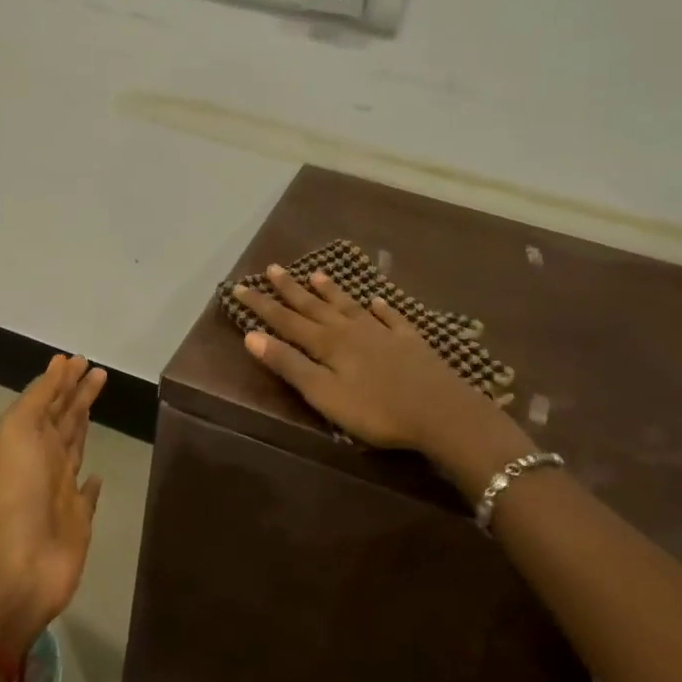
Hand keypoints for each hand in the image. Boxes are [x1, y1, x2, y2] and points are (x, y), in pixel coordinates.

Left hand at [0, 355, 106, 653]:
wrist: (18, 559)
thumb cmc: (17, 486)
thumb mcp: (18, 427)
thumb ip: (39, 397)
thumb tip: (58, 368)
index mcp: (26, 437)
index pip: (48, 400)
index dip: (61, 379)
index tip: (77, 359)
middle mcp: (43, 459)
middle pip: (63, 420)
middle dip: (77, 395)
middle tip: (98, 372)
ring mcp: (60, 491)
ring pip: (74, 449)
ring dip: (83, 426)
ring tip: (96, 406)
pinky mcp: (77, 521)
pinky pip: (86, 496)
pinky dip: (92, 484)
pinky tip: (99, 476)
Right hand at [233, 265, 507, 456]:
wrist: (441, 412)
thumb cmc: (376, 411)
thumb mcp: (324, 394)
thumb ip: (289, 365)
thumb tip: (251, 336)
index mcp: (328, 344)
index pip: (286, 321)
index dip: (262, 305)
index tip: (239, 287)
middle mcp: (351, 331)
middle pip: (315, 307)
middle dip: (290, 289)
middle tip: (272, 268)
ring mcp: (383, 333)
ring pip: (350, 306)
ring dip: (331, 291)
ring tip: (316, 274)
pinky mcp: (410, 342)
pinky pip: (390, 318)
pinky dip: (380, 308)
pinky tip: (376, 301)